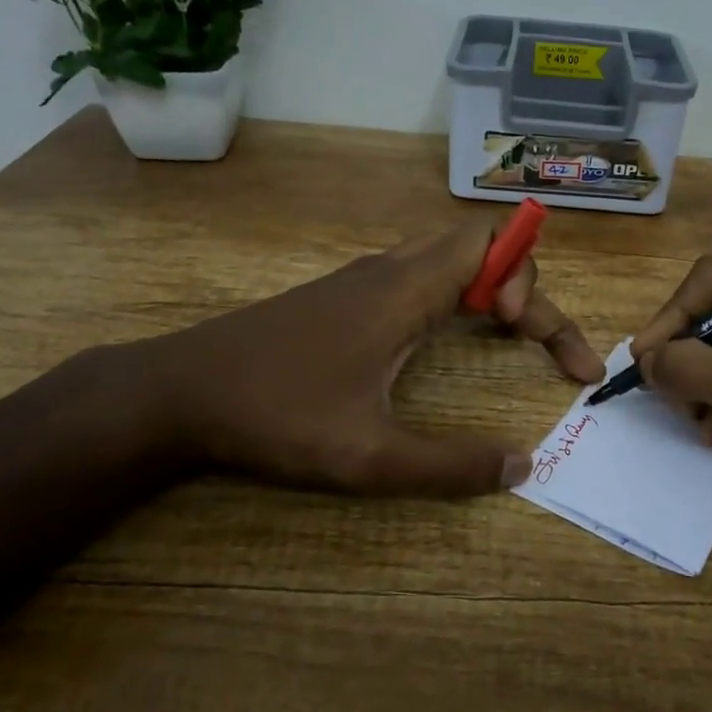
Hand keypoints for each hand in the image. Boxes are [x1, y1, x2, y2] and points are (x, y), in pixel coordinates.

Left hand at [119, 220, 603, 497]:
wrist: (178, 392)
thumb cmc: (275, 416)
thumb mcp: (367, 455)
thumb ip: (448, 465)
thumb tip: (522, 466)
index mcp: (403, 289)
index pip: (493, 248)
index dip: (532, 284)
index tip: (530, 339)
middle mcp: (388, 270)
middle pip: (479, 245)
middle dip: (524, 285)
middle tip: (533, 342)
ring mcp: (362, 280)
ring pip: (448, 258)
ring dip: (490, 289)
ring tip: (509, 338)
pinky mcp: (344, 297)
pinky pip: (420, 276)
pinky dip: (456, 296)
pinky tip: (445, 339)